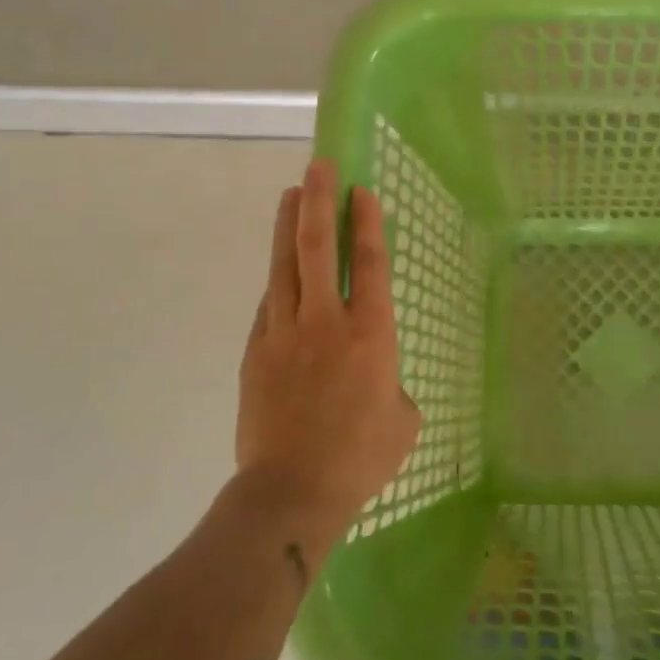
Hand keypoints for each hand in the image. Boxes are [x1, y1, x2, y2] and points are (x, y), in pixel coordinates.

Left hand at [234, 159, 419, 540]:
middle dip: (320, 203)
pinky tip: (280, 266)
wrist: (291, 491)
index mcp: (371, 335)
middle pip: (319, 249)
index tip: (361, 190)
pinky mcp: (256, 352)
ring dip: (289, 226)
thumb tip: (376, 380)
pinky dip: (277, 277)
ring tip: (292, 193)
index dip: (366, 223)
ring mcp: (284, 334)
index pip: (369, 264)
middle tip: (319, 167)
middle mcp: (326, 322)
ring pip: (284, 266)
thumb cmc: (360, 458)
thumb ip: (392, 387)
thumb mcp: (402, 421)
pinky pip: (269, 303)